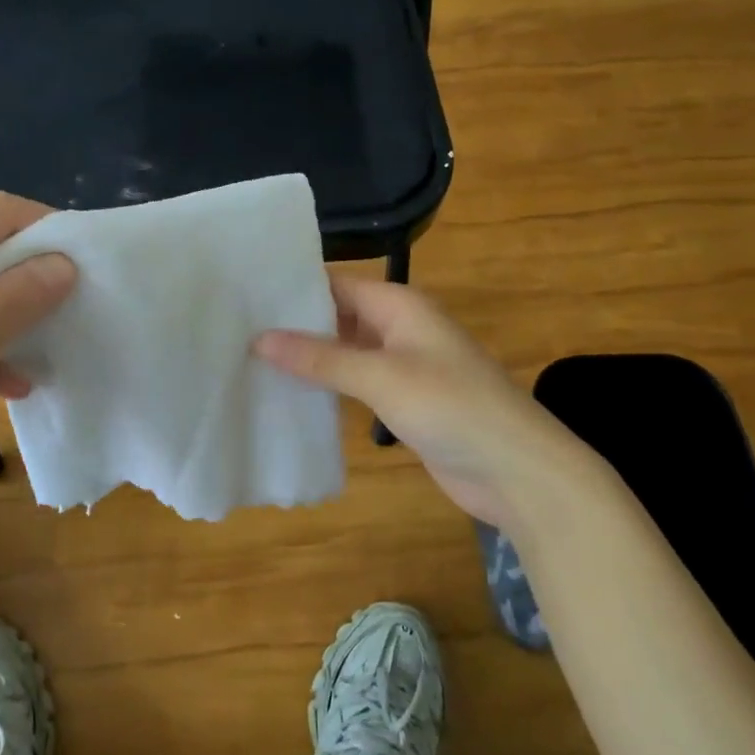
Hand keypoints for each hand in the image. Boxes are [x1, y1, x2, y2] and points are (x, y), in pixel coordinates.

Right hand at [255, 275, 618, 530]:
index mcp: (400, 305)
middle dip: (295, 324)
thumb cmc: (453, 407)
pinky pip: (356, 384)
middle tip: (235, 330)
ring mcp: (402, 366)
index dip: (294, 287)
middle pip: (338, 316)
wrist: (518, 471)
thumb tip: (259, 339)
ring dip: (309, 358)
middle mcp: (399, 328)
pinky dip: (328, 387)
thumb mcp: (382, 376)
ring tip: (250, 360)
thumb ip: (321, 357)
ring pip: (345, 352)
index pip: (336, 284)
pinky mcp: (403, 402)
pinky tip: (290, 395)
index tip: (243, 295)